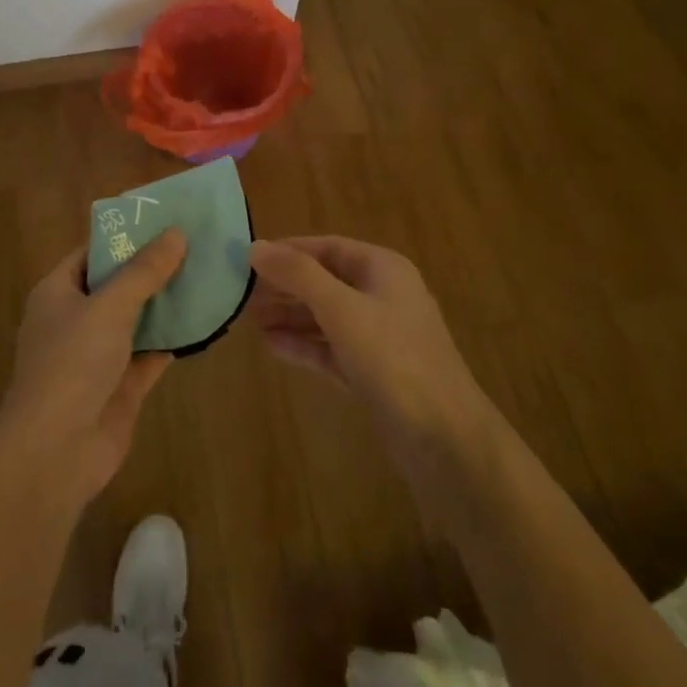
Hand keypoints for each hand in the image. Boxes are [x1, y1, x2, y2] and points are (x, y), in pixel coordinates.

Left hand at [0, 231, 186, 509]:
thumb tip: (176, 233)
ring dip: (166, 302)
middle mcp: (76, 319)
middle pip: (118, 284)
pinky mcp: (121, 385)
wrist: (55, 452)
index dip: (126, 235)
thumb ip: (144, 271)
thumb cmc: (72, 364)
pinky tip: (204, 320)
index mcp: (58, 292)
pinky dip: (173, 339)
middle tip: (196, 243)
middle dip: (153, 267)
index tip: (164, 219)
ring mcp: (98, 355)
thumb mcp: (109, 305)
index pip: (93, 252)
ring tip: (207, 274)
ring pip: (137, 319)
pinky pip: (150, 352)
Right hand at [248, 236, 494, 465]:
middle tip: (241, 292)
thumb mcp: (341, 309)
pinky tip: (271, 345)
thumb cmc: (393, 359)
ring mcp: (379, 337)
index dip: (287, 250)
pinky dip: (303, 345)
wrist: (445, 439)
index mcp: (382, 269)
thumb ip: (298, 275)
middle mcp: (382, 296)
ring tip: (247, 318)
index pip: (327, 247)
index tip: (247, 258)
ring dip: (289, 316)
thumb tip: (255, 247)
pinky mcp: (373, 373)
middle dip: (284, 286)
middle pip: (324, 281)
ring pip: (325, 316)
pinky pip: (330, 349)